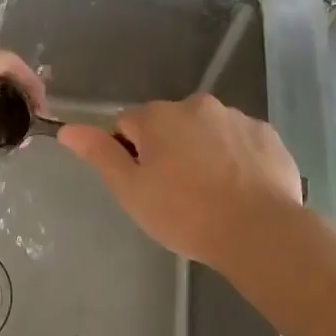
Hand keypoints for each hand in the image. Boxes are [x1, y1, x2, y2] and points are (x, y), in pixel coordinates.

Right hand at [58, 95, 303, 269]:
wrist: (258, 231)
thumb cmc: (185, 213)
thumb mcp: (131, 190)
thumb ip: (100, 154)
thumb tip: (68, 129)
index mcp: (159, 116)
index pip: (128, 125)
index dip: (131, 155)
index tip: (146, 185)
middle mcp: (197, 104)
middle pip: (170, 124)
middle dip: (169, 149)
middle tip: (177, 193)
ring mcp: (236, 117)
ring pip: (207, 131)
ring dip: (204, 151)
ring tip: (212, 194)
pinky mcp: (268, 135)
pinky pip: (241, 142)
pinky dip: (237, 158)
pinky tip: (241, 189)